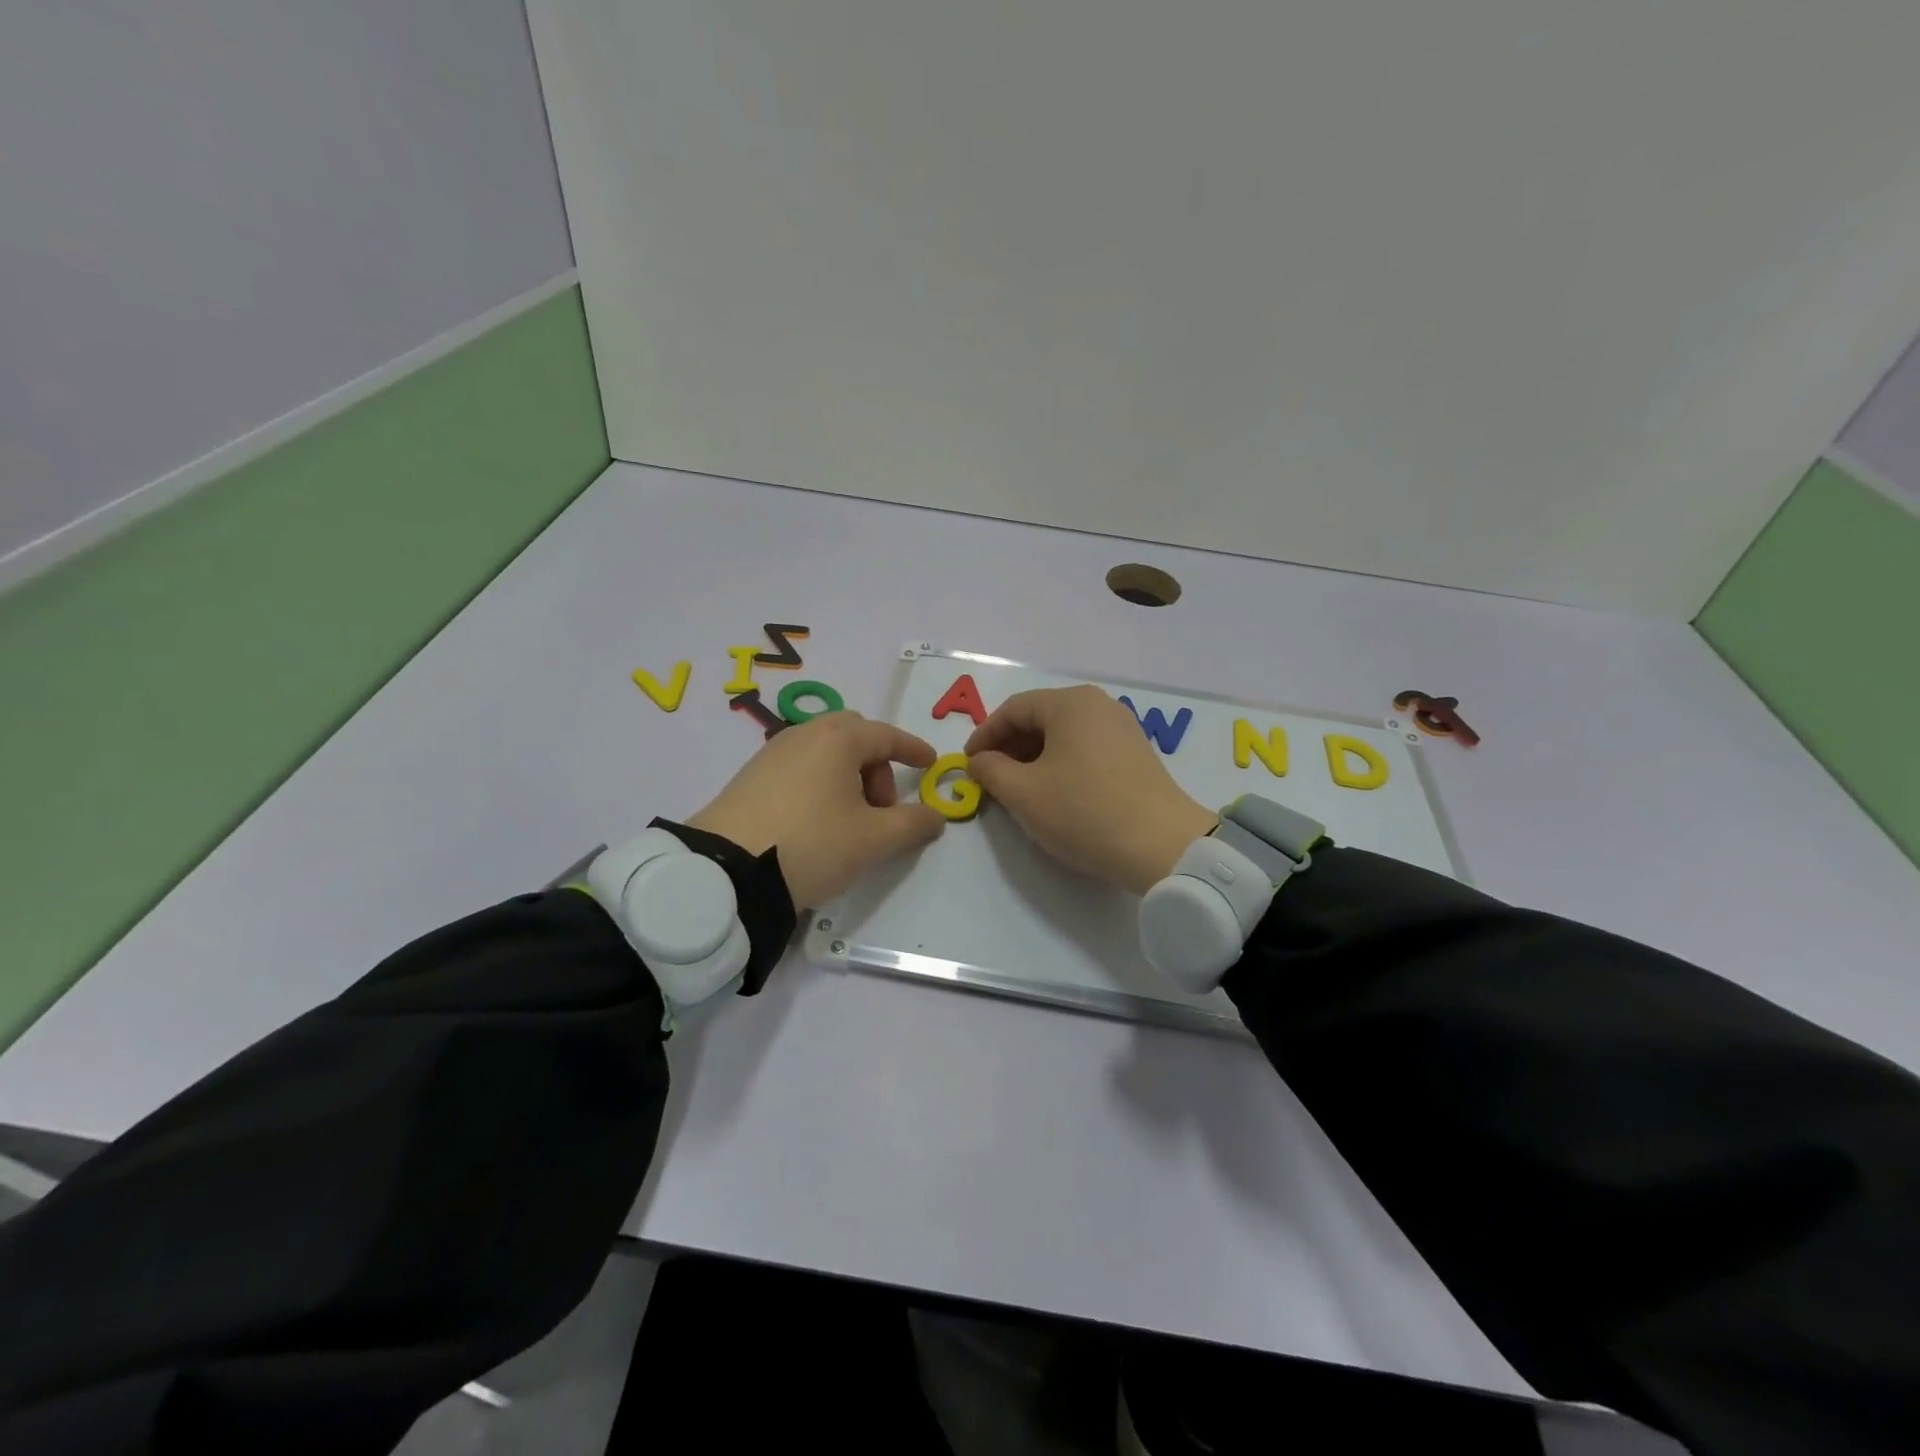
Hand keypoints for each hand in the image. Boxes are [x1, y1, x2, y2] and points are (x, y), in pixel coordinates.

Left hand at [688, 712, 945, 908]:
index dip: (913, 749)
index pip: (887, 735)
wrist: (727, 871)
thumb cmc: (812, 844)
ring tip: (849, 823)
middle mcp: (805, 734)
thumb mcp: (873, 840)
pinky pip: (801, 767)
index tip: (930, 763)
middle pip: (855, 738)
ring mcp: (772, 752)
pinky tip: (816, 823)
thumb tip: (935, 815)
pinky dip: (821, 784)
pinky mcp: (750, 776)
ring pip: (826, 753)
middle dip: (877, 767)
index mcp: (838, 738)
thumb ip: (913, 824)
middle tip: (882, 808)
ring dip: (849, 778)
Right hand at [965, 685, 1216, 895]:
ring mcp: (1122, 728)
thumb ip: (990, 771)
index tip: (968, 764)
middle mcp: (1099, 705)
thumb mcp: (1024, 793)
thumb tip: (980, 761)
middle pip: (1040, 717)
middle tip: (990, 778)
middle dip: (1009, 746)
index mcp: (1070, 703)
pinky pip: (1086, 747)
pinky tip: (1054, 792)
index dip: (984, 735)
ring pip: (1063, 734)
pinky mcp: (1136, 753)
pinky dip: (1061, 763)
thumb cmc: (1084, 811)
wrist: (1162, 846)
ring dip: (1034, 757)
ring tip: (1018, 789)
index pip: (1013, 709)